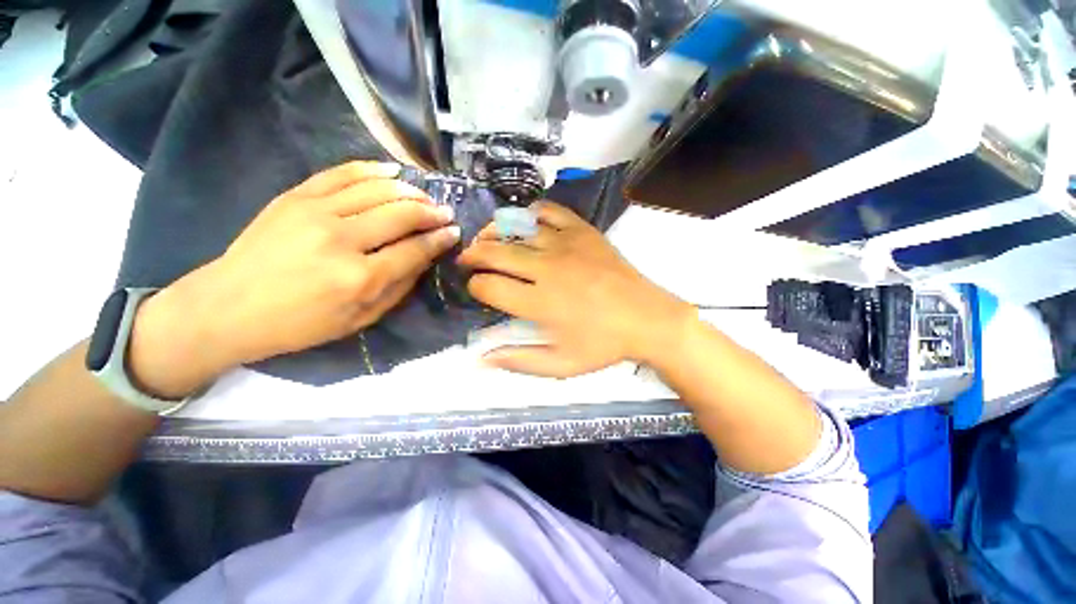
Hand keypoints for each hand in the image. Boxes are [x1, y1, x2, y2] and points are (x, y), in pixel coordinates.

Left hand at [128, 161, 459, 398]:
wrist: (227, 307)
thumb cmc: (300, 324)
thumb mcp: (361, 319)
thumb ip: (399, 288)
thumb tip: (424, 258)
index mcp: (360, 278)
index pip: (415, 249)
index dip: (440, 239)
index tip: (454, 233)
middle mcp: (342, 239)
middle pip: (401, 215)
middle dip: (431, 212)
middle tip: (445, 213)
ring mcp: (315, 212)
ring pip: (378, 189)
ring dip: (409, 190)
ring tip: (425, 196)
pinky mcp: (295, 196)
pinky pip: (342, 173)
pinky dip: (372, 169)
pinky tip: (393, 171)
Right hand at [457, 201, 694, 377]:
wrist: (646, 319)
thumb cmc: (603, 344)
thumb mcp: (560, 364)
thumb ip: (518, 360)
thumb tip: (479, 358)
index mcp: (538, 302)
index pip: (489, 287)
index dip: (475, 287)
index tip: (475, 289)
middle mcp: (546, 268)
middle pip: (494, 252)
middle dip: (473, 255)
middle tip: (468, 260)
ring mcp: (565, 244)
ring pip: (515, 228)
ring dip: (493, 232)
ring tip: (487, 239)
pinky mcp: (583, 231)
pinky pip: (549, 212)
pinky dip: (531, 213)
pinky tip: (525, 222)